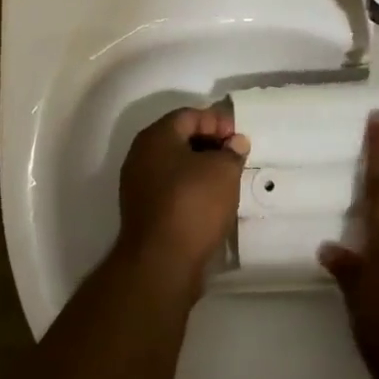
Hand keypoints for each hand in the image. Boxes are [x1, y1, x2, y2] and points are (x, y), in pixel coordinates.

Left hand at [117, 106, 249, 288]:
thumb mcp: (223, 171)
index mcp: (156, 137)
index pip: (189, 115)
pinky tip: (211, 201)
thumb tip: (235, 142)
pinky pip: (171, 188)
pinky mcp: (143, 211)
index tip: (240, 138)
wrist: (161, 263)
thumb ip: (232, 151)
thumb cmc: (192, 205)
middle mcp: (141, 155)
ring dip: (201, 168)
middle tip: (236, 156)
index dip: (217, 121)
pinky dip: (191, 188)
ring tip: (227, 179)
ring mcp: (138, 185)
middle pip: (180, 138)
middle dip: (210, 143)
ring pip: (175, 165)